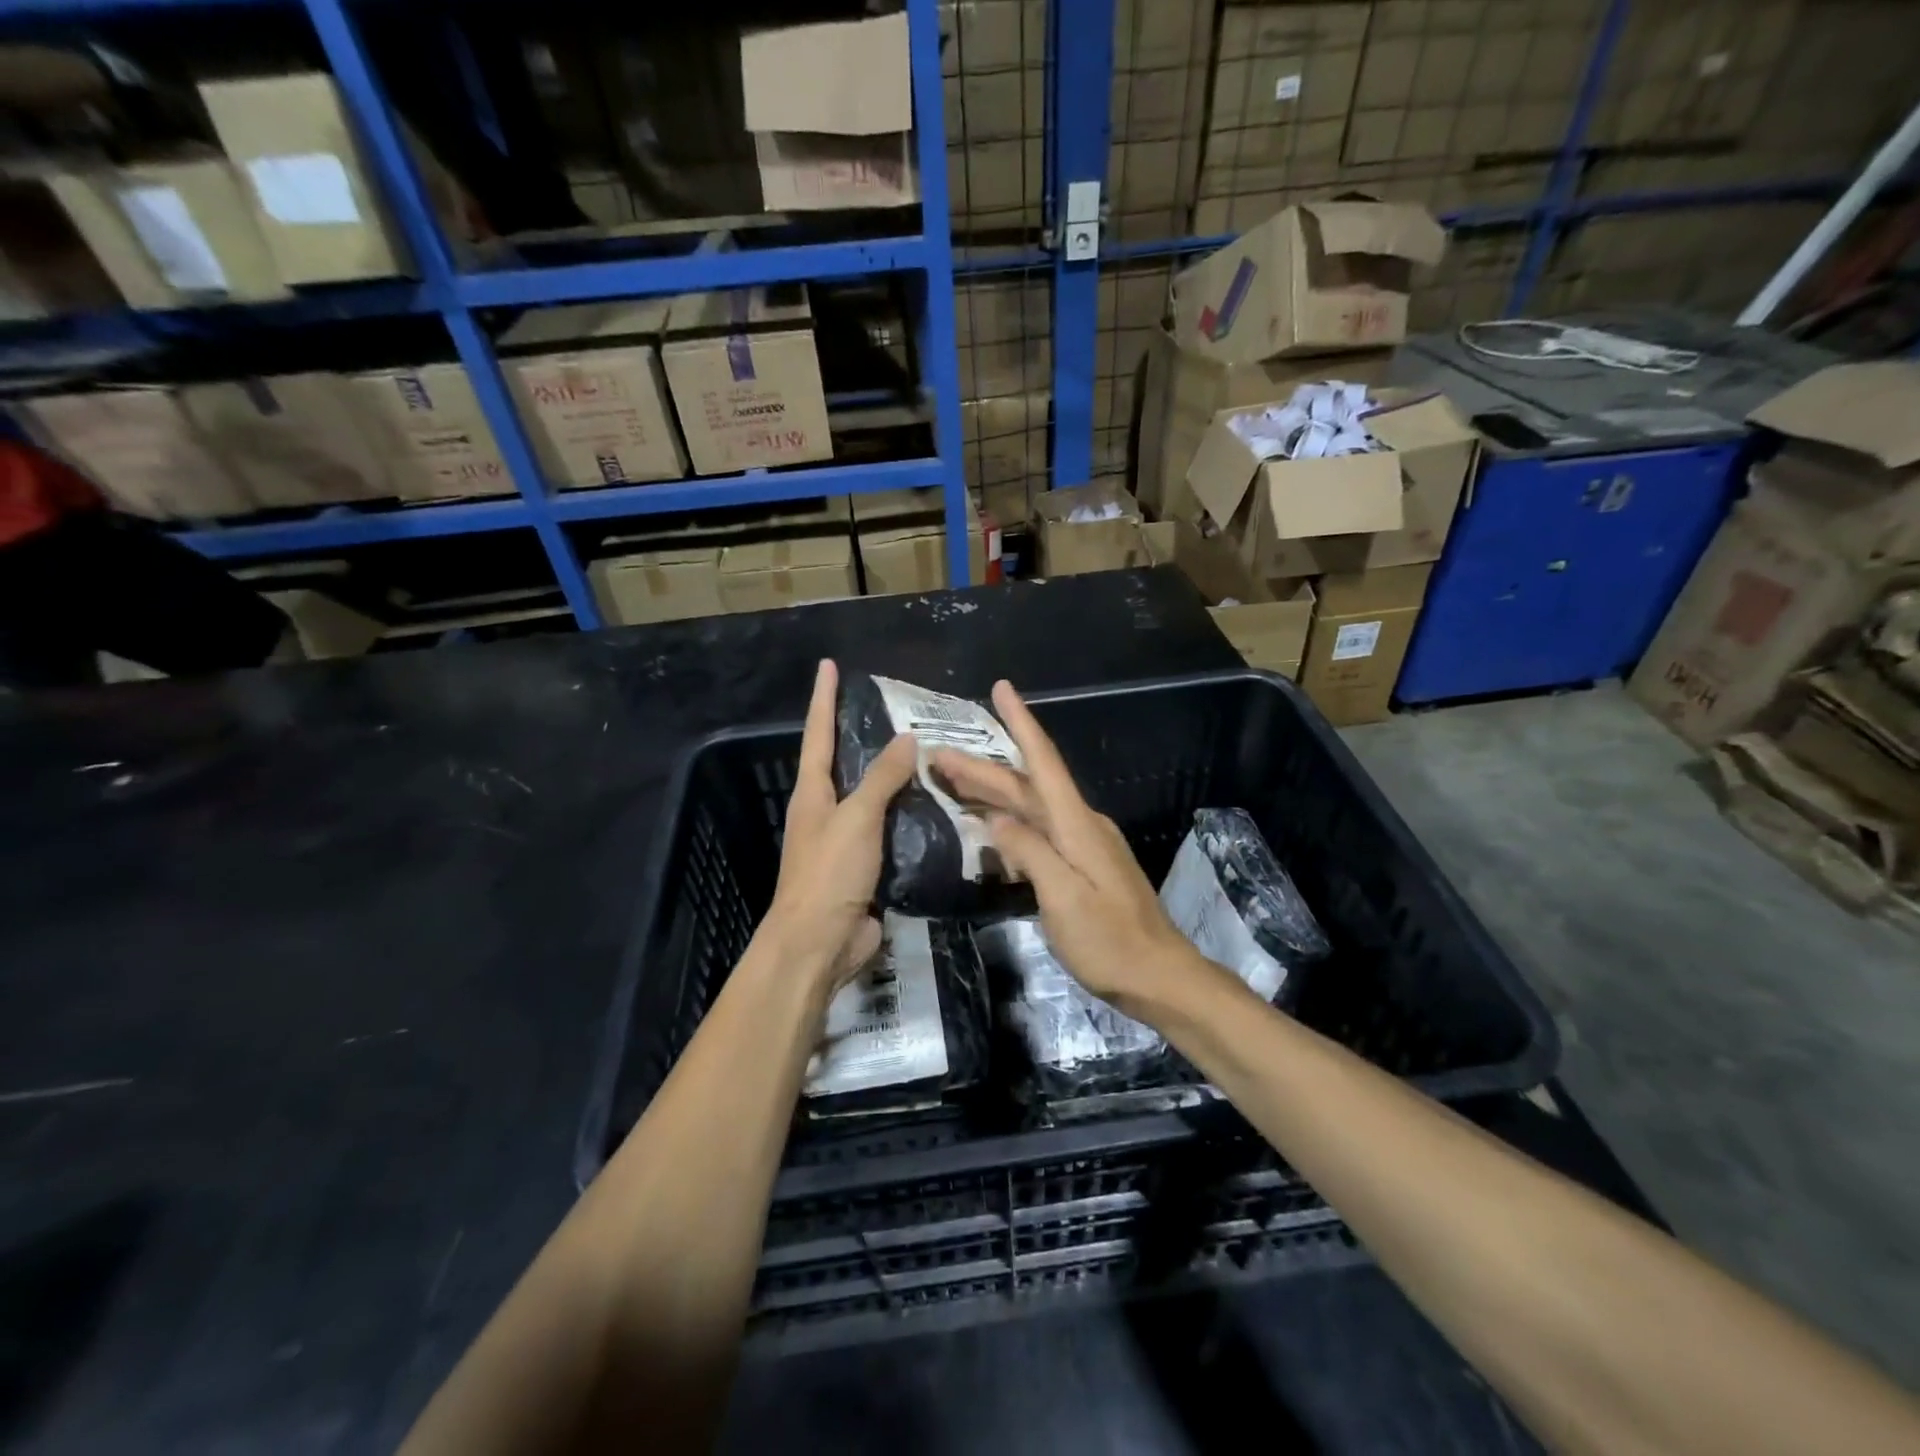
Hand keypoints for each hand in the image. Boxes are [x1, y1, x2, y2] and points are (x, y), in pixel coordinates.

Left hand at [757, 660, 917, 1001]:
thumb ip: (882, 778)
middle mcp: (826, 811)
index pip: (818, 733)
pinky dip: (910, 817)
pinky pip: (891, 832)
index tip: (829, 665)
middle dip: (865, 736)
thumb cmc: (829, 873)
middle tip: (900, 709)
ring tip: (931, 753)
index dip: (824, 698)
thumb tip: (907, 739)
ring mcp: (845, 840)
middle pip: (845, 764)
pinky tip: (938, 806)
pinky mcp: (867, 867)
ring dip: (896, 778)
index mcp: (813, 793)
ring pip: (873, 799)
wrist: (820, 943)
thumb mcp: (857, 817)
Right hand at [931, 681, 1195, 1014]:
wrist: (1158, 976)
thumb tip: (995, 818)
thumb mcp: (1062, 897)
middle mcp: (1080, 824)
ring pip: (1031, 808)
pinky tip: (989, 828)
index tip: (1001, 688)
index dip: (1021, 722)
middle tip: (938, 756)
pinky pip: (1039, 831)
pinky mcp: (1083, 865)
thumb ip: (1028, 852)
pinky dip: (1010, 822)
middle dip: (983, 768)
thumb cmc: (1109, 940)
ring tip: (952, 782)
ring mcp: (1084, 845)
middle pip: (1027, 786)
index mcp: (1076, 825)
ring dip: (993, 793)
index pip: (1042, 762)